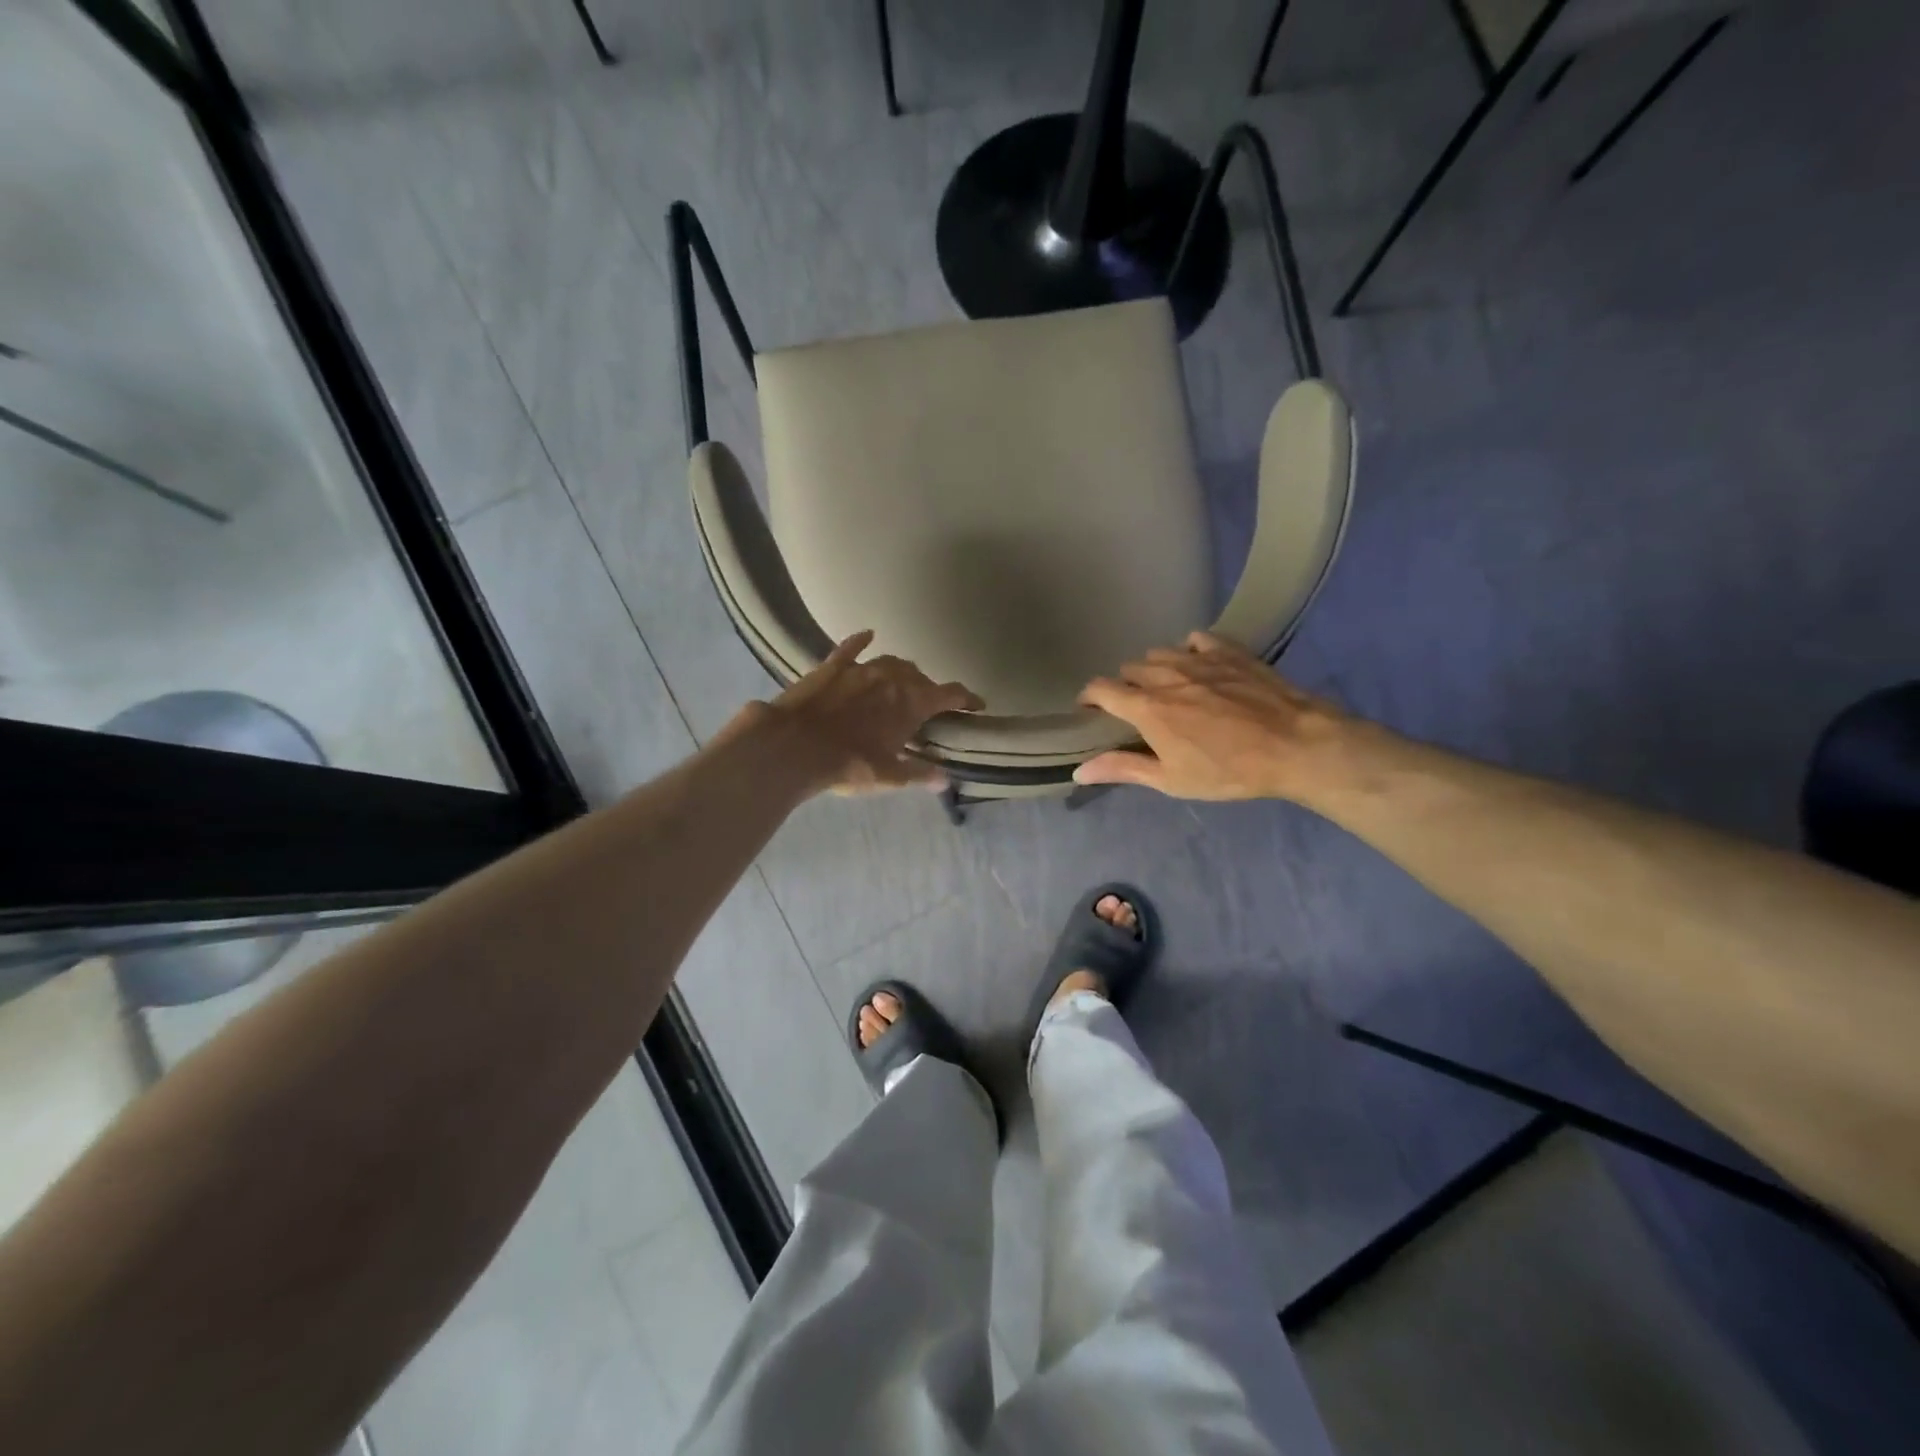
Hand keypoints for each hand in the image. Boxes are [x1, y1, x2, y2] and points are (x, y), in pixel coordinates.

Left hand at [763, 630, 982, 793]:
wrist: (793, 746)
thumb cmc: (848, 764)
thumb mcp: (889, 776)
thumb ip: (919, 774)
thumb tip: (944, 780)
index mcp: (912, 702)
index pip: (950, 694)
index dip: (967, 698)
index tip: (976, 705)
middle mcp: (892, 677)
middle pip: (919, 677)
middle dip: (928, 690)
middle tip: (928, 707)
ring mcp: (861, 668)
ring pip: (890, 662)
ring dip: (901, 672)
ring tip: (902, 682)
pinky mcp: (831, 667)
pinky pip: (850, 648)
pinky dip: (861, 642)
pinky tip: (867, 635)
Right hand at [1076, 631, 1351, 801]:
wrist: (1296, 745)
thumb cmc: (1229, 770)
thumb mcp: (1172, 780)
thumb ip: (1123, 769)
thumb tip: (1078, 771)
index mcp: (1146, 708)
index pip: (1100, 689)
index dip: (1089, 698)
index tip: (1090, 710)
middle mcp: (1165, 675)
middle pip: (1128, 669)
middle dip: (1125, 686)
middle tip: (1137, 709)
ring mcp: (1198, 658)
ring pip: (1159, 653)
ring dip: (1154, 668)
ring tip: (1167, 687)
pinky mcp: (1228, 651)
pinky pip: (1196, 638)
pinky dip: (1189, 650)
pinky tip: (1199, 666)